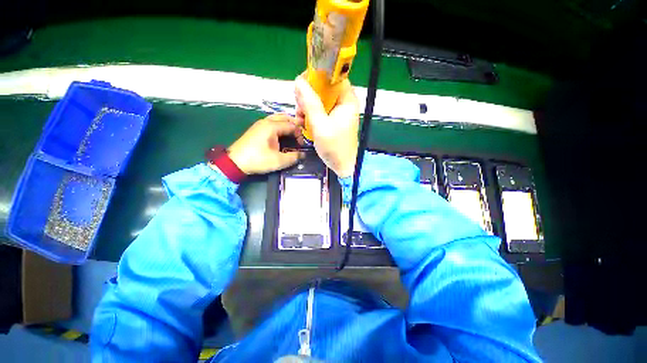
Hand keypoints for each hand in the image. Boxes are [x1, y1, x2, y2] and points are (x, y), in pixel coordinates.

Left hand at [226, 114, 303, 174]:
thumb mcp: (279, 161)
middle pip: (285, 117)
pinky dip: (280, 126)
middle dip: (295, 125)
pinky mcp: (257, 129)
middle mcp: (266, 121)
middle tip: (301, 135)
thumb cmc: (258, 160)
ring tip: (293, 134)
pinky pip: (272, 123)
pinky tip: (282, 135)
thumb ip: (293, 157)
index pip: (292, 125)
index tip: (302, 145)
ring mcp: (260, 124)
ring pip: (278, 118)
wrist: (235, 162)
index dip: (300, 134)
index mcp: (272, 126)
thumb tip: (303, 155)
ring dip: (287, 124)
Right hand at [295, 75, 359, 177]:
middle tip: (299, 107)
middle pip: (324, 88)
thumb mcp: (321, 125)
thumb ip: (310, 103)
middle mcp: (344, 102)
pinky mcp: (333, 120)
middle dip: (309, 95)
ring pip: (319, 99)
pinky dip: (311, 115)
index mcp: (347, 100)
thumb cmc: (335, 147)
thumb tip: (298, 81)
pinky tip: (303, 123)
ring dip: (307, 106)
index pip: (333, 76)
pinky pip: (320, 110)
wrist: (342, 166)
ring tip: (300, 119)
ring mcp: (338, 111)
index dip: (317, 76)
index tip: (301, 85)